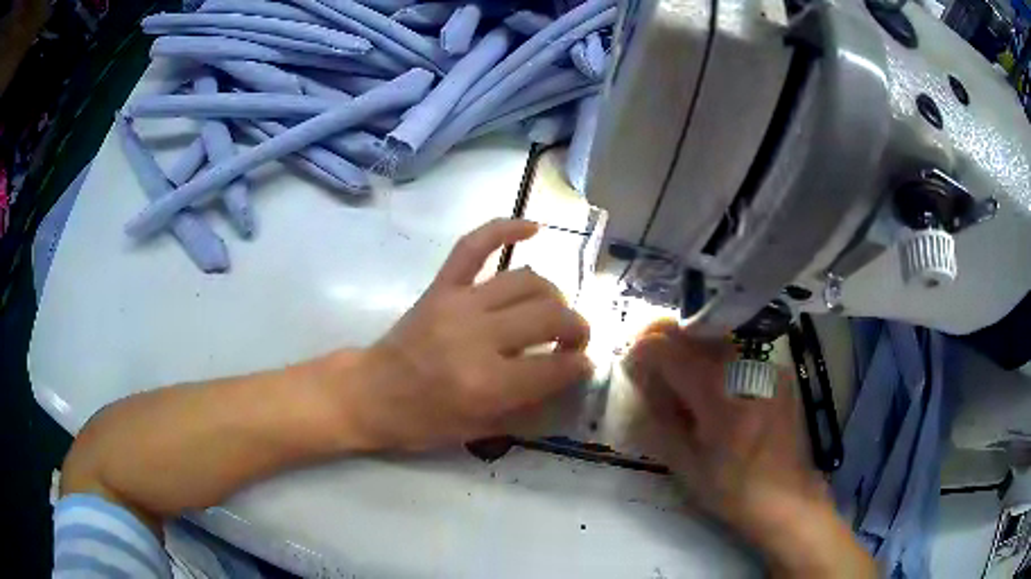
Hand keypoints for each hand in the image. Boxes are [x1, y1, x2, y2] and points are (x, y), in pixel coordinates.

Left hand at [335, 219, 592, 450]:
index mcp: (487, 383)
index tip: (584, 365)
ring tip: (554, 310)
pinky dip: (505, 229)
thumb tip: (568, 376)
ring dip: (552, 294)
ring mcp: (458, 304)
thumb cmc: (422, 421)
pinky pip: (474, 245)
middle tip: (575, 340)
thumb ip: (528, 406)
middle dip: (576, 328)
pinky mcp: (441, 286)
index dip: (580, 366)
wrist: (370, 393)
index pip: (556, 366)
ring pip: (527, 280)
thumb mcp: (480, 430)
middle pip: (549, 316)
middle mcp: (478, 337)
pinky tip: (534, 227)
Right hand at [625, 324, 875, 576]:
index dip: (641, 350)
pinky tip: (710, 382)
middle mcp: (745, 366)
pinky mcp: (776, 368)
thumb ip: (658, 417)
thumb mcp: (685, 463)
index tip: (629, 363)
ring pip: (715, 333)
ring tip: (675, 370)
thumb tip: (639, 379)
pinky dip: (714, 355)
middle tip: (647, 360)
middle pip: (693, 330)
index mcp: (719, 393)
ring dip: (688, 343)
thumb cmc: (732, 488)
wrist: (785, 495)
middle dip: (662, 338)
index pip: (669, 349)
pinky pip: (737, 348)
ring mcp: (765, 363)